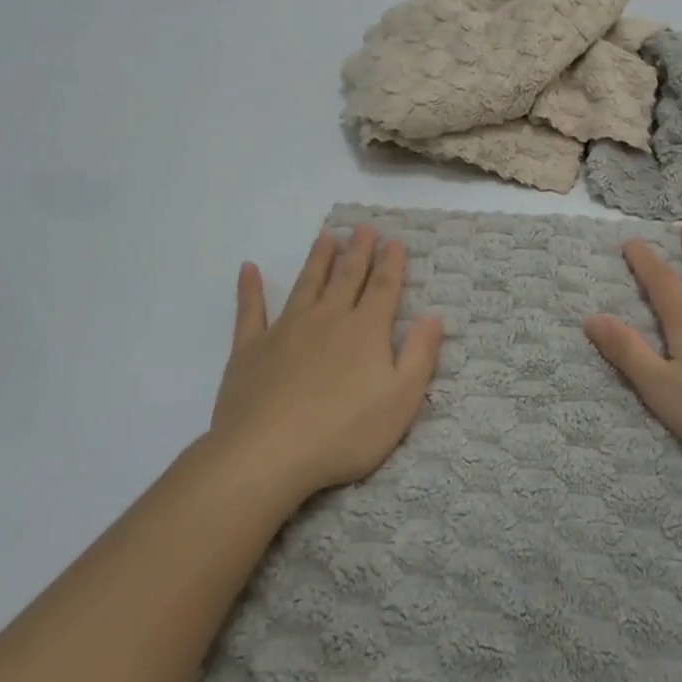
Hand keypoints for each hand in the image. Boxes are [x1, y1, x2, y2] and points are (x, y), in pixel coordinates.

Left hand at [209, 226, 444, 499]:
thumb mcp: (401, 400)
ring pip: (306, 285)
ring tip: (326, 237)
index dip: (391, 264)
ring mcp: (285, 330)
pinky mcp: (250, 348)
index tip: (394, 241)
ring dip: (318, 259)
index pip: (383, 288)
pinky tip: (248, 269)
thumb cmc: (345, 433)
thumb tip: (433, 316)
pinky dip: (250, 289)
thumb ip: (419, 355)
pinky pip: (251, 310)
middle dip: (358, 252)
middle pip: (347, 278)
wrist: (268, 453)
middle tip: (363, 227)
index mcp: (365, 331)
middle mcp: (327, 319)